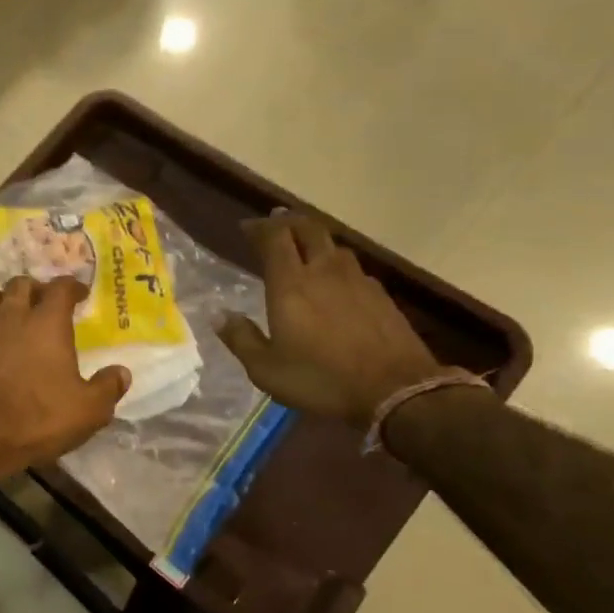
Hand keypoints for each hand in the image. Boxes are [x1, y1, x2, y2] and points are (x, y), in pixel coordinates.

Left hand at [0, 276, 129, 475]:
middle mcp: (11, 316)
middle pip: (21, 284)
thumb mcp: (88, 410)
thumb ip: (108, 387)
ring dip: (2, 301)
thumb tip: (122, 372)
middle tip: (44, 304)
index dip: (72, 287)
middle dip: (35, 290)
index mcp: (47, 322)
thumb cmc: (38, 418)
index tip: (79, 294)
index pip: (61, 287)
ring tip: (10, 315)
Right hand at [219, 210, 453, 428]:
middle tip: (275, 223)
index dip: (259, 228)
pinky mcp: (381, 295)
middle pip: (308, 229)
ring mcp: (357, 280)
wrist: (395, 390)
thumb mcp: (266, 369)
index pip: (275, 238)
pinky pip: (353, 268)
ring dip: (315, 240)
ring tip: (304, 248)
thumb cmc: (321, 379)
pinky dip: (337, 265)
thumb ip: (241, 338)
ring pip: (334, 246)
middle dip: (289, 221)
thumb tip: (218, 315)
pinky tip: (336, 281)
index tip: (247, 228)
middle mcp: (324, 271)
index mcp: (291, 285)